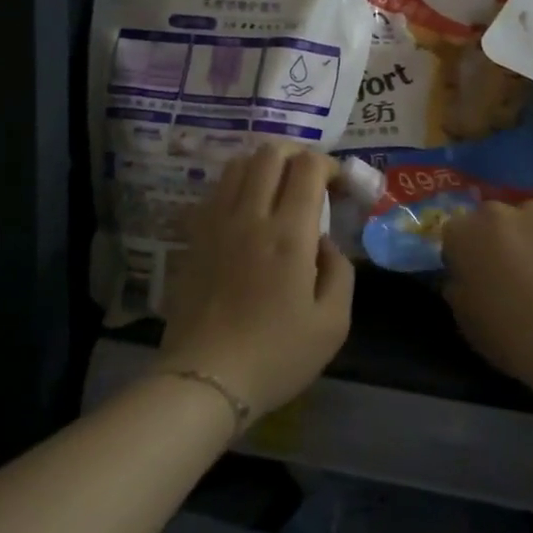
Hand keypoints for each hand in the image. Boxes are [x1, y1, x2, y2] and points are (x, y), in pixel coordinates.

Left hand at [155, 143, 353, 420]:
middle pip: (270, 153)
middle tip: (310, 179)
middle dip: (297, 154)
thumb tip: (325, 242)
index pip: (307, 167)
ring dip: (264, 165)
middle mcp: (250, 216)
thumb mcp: (333, 324)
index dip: (329, 164)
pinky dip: (236, 186)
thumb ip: (340, 272)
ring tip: (278, 189)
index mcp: (289, 234)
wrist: (205, 379)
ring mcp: (216, 223)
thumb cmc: (276, 356)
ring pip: (238, 164)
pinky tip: (246, 212)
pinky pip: (215, 191)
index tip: (339, 184)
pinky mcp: (193, 237)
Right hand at [441, 200, 532, 385]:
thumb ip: (459, 290)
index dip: (468, 255)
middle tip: (519, 274)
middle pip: (495, 220)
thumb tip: (464, 279)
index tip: (480, 278)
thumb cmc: (511, 336)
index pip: (457, 233)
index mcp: (462, 234)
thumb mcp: (467, 322)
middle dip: (502, 240)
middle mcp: (496, 212)